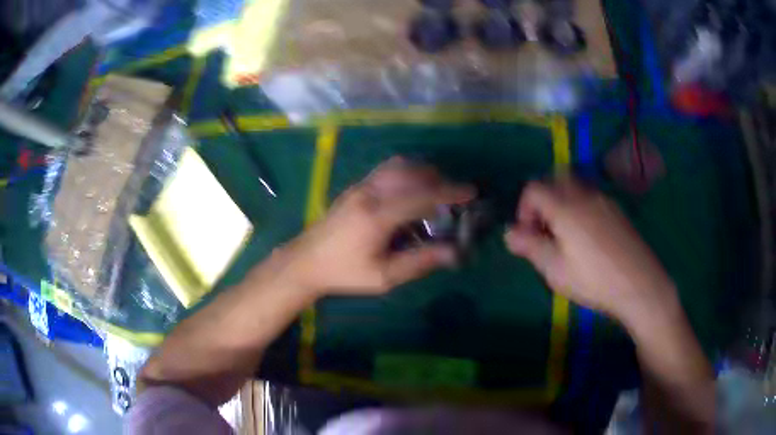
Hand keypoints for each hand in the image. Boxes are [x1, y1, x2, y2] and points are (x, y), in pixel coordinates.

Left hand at [275, 158, 474, 296]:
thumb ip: (420, 262)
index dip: (450, 192)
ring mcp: (360, 187)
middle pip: (411, 173)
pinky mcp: (355, 188)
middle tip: (454, 196)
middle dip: (439, 179)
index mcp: (378, 215)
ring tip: (435, 190)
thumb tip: (453, 252)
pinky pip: (386, 170)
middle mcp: (370, 193)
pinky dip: (406, 173)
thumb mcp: (384, 276)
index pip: (422, 196)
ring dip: (421, 172)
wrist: (306, 262)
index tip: (471, 192)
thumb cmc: (345, 273)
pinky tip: (411, 190)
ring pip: (398, 166)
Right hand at [504, 176, 677, 322]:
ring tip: (565, 236)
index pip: (534, 189)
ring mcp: (603, 200)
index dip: (524, 209)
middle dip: (543, 202)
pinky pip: (591, 198)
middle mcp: (584, 195)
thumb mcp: (555, 269)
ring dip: (562, 204)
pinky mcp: (617, 210)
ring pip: (574, 188)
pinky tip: (587, 238)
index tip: (528, 235)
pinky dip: (580, 208)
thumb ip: (530, 246)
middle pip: (555, 180)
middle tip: (545, 231)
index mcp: (565, 206)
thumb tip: (509, 233)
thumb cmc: (593, 280)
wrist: (639, 284)